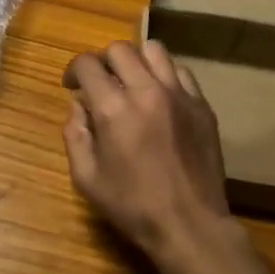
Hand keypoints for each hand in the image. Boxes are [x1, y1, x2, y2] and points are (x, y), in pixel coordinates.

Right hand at [63, 40, 235, 263]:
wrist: (190, 224)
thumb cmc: (132, 206)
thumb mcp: (87, 178)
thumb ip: (75, 135)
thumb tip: (77, 106)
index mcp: (113, 109)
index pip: (87, 64)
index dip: (73, 71)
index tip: (72, 86)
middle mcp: (146, 91)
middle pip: (119, 49)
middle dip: (102, 61)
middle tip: (100, 83)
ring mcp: (179, 95)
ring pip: (154, 50)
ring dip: (136, 60)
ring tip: (132, 81)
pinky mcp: (202, 104)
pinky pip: (180, 71)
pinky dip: (164, 75)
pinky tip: (160, 97)